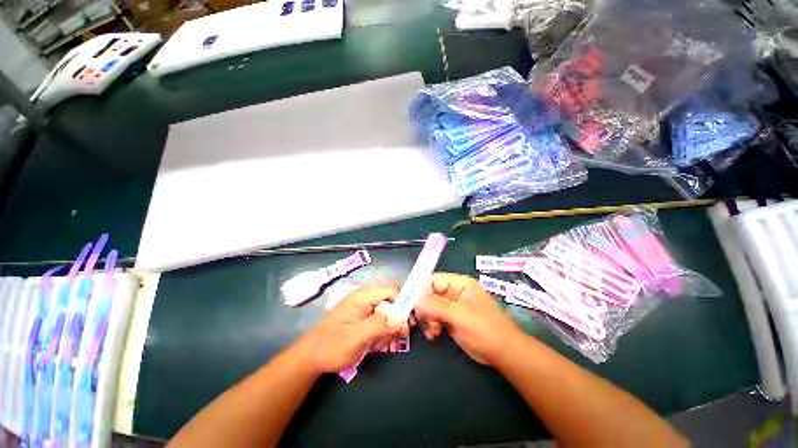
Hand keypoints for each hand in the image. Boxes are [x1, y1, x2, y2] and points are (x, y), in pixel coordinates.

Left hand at [295, 285, 405, 373]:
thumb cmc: (332, 345)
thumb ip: (380, 325)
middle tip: (392, 339)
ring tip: (375, 345)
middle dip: (394, 322)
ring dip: (386, 331)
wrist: (311, 358)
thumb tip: (401, 319)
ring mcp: (363, 309)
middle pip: (391, 303)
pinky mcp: (363, 318)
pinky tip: (372, 345)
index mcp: (362, 296)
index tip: (407, 323)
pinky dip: (380, 334)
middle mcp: (365, 299)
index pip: (391, 291)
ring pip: (387, 315)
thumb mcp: (357, 336)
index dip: (402, 304)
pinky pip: (379, 322)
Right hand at [414, 273, 521, 365]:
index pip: (433, 280)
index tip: (412, 305)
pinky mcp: (451, 319)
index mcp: (459, 283)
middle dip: (424, 308)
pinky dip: (431, 325)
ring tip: (432, 332)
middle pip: (429, 293)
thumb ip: (436, 305)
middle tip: (422, 321)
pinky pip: (434, 317)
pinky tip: (434, 335)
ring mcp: (452, 306)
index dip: (421, 290)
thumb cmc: (484, 329)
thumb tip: (416, 300)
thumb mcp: (460, 315)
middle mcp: (454, 291)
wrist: (503, 353)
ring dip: (427, 319)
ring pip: (430, 307)